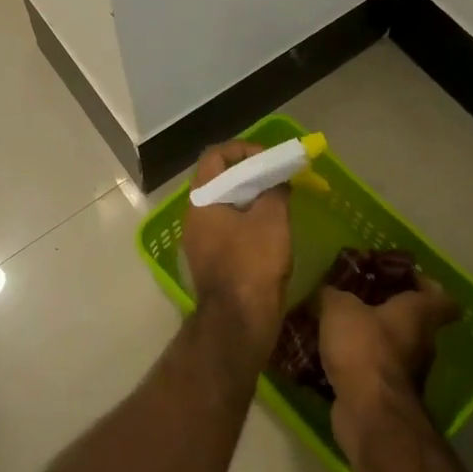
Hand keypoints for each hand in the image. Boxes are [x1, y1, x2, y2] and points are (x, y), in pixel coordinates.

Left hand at [181, 142, 292, 347]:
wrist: (239, 321)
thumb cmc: (253, 263)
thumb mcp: (272, 218)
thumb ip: (275, 189)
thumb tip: (277, 179)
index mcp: (202, 199)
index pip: (215, 156)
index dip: (243, 149)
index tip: (268, 160)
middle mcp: (194, 216)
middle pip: (219, 179)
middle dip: (250, 174)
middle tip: (277, 179)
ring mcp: (199, 240)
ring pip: (224, 205)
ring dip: (250, 198)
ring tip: (278, 202)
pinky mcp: (210, 259)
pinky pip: (227, 227)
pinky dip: (247, 220)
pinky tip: (271, 229)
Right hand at [319, 276, 457, 441]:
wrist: (368, 411)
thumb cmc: (364, 347)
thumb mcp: (340, 308)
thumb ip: (335, 294)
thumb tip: (329, 291)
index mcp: (419, 313)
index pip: (440, 295)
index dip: (425, 283)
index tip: (403, 277)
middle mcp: (422, 341)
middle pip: (414, 320)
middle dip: (388, 310)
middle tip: (358, 298)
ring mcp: (409, 373)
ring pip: (394, 347)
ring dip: (373, 339)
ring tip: (340, 328)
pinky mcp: (390, 395)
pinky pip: (376, 371)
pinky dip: (360, 365)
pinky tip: (333, 357)